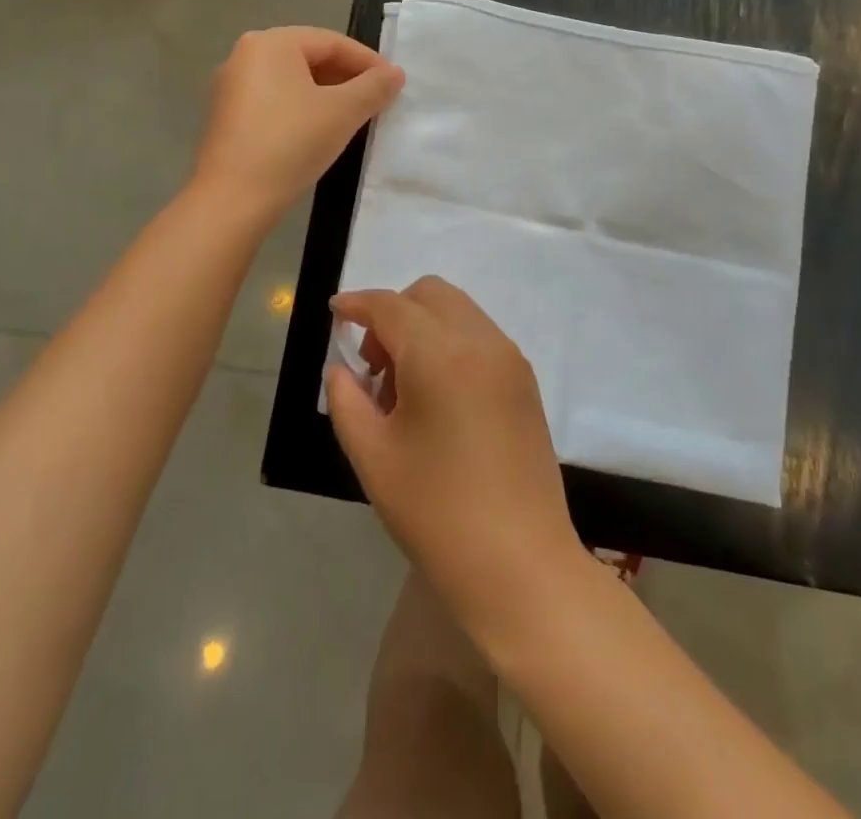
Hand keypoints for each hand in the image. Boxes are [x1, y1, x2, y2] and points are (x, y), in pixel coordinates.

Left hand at [194, 28, 402, 218]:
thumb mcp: (343, 112)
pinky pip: (276, 100)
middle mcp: (245, 55)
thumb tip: (395, 74)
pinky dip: (304, 108)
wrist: (234, 198)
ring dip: (328, 94)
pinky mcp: (228, 117)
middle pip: (310, 57)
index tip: (394, 84)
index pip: (332, 42)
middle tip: (378, 100)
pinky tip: (322, 131)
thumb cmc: (292, 142)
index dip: (368, 61)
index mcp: (270, 43)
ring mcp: (232, 87)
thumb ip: (374, 87)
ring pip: (293, 81)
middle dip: (348, 77)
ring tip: (356, 116)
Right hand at [326, 278, 582, 635]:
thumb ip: (347, 399)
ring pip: (458, 312)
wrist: (521, 565)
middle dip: (393, 312)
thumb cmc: (436, 512)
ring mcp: (510, 359)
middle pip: (430, 295)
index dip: (357, 303)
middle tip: (373, 366)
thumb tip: (344, 367)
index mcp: (440, 353)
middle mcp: (481, 340)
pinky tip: (437, 397)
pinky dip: (450, 343)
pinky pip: (479, 336)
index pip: (391, 306)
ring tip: (403, 389)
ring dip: (423, 327)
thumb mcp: (373, 456)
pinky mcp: (526, 381)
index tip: (335, 312)